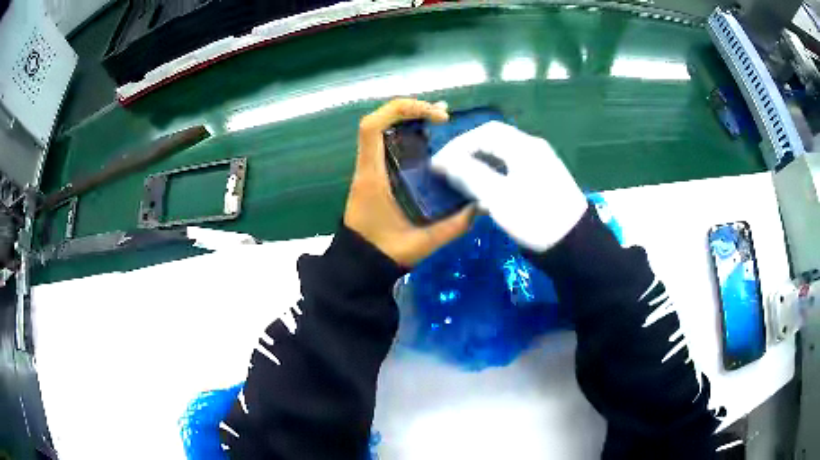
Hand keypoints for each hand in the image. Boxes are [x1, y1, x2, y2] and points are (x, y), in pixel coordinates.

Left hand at [344, 99, 474, 266]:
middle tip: (443, 114)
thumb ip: (453, 226)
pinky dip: (407, 136)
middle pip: (380, 122)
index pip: (372, 128)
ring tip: (440, 120)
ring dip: (409, 121)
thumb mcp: (421, 243)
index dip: (401, 110)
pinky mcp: (373, 177)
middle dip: (411, 110)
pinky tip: (429, 141)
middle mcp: (367, 168)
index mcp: (372, 178)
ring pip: (383, 132)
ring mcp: (368, 171)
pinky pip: (387, 146)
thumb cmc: (383, 254)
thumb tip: (481, 206)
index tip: (435, 118)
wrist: (357, 268)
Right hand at [431, 121, 586, 251]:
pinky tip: (485, 190)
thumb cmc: (536, 219)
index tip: (438, 164)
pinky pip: (512, 167)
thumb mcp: (498, 198)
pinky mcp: (544, 179)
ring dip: (480, 163)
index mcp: (524, 147)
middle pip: (494, 140)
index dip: (458, 145)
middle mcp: (533, 148)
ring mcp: (541, 163)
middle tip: (447, 170)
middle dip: (467, 152)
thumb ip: (469, 175)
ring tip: (461, 179)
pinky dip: (494, 173)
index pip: (485, 133)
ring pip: (503, 154)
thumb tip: (442, 162)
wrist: (575, 245)